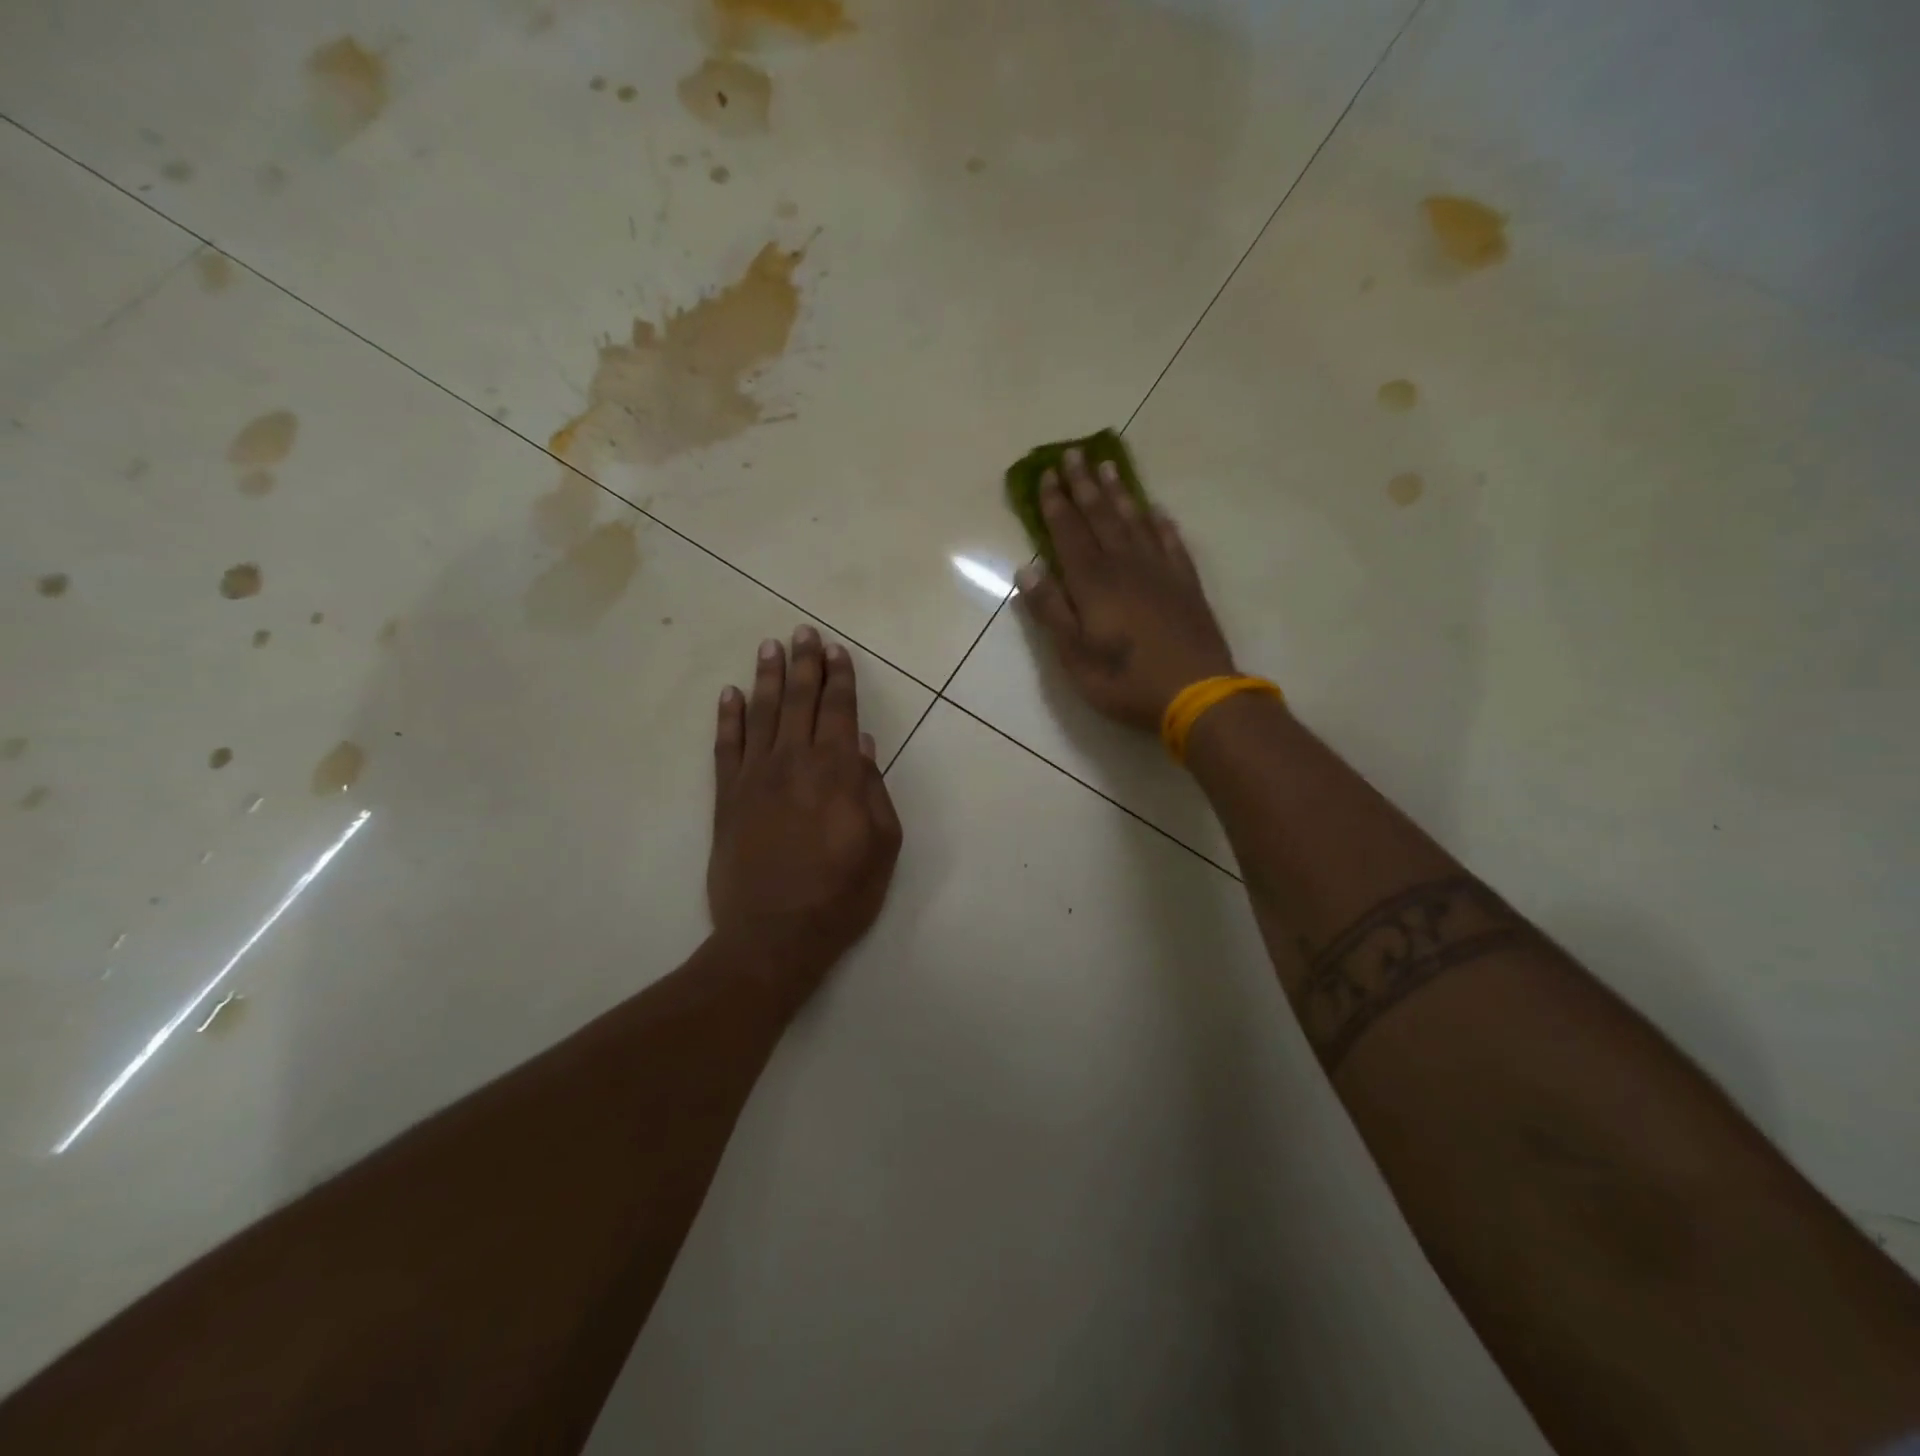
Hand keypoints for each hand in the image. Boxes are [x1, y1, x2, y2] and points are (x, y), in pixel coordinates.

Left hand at [708, 626, 902, 1010]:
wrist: (774, 936)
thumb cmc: (841, 894)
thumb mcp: (882, 846)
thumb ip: (875, 790)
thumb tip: (865, 746)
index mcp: (837, 772)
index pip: (840, 711)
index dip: (839, 678)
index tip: (836, 650)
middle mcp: (794, 762)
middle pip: (799, 701)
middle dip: (804, 664)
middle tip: (803, 632)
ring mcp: (755, 777)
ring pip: (761, 714)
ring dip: (766, 678)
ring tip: (770, 647)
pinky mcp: (726, 798)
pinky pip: (725, 747)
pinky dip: (727, 718)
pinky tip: (729, 694)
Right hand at [1015, 448, 1235, 730]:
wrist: (1196, 693)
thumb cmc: (1125, 680)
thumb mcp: (1074, 655)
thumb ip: (1051, 611)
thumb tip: (1027, 569)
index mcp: (1093, 583)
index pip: (1069, 533)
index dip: (1056, 504)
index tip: (1047, 474)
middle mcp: (1126, 566)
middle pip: (1101, 517)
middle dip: (1084, 485)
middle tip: (1074, 453)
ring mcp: (1160, 572)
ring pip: (1135, 522)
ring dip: (1120, 493)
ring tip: (1109, 466)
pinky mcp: (1186, 584)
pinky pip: (1171, 542)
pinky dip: (1161, 523)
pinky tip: (1156, 511)